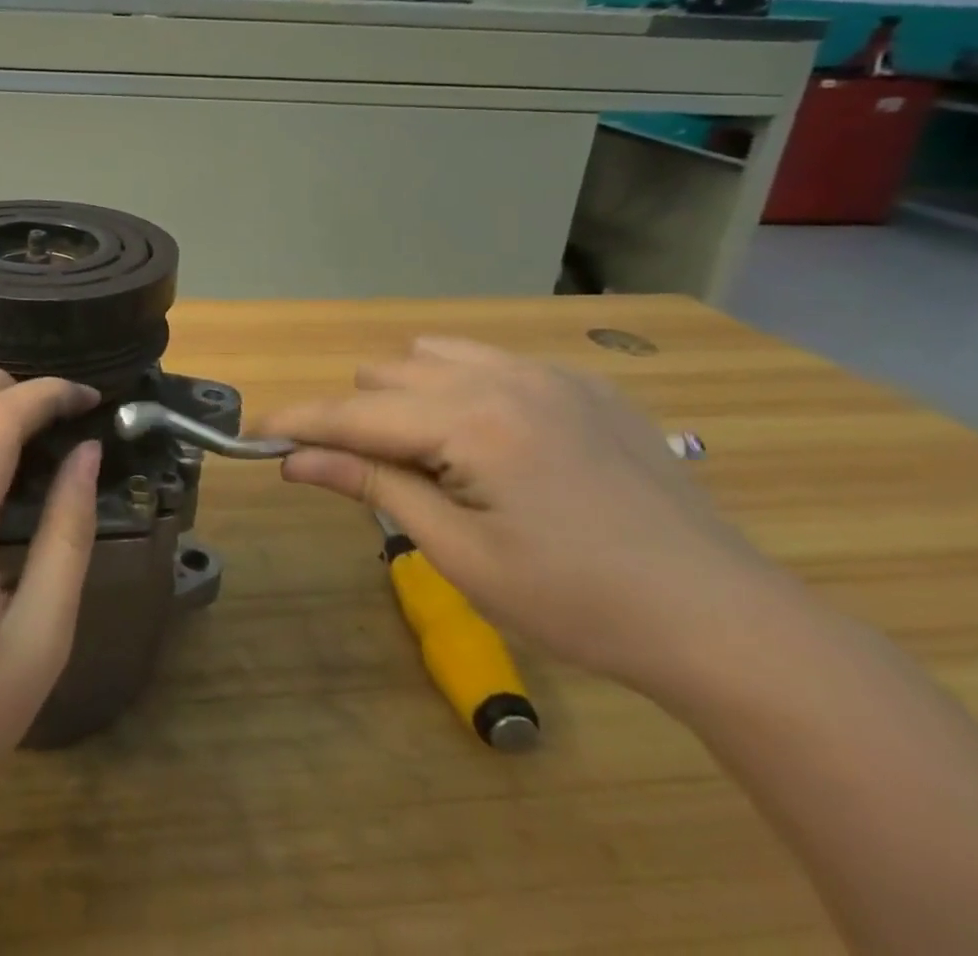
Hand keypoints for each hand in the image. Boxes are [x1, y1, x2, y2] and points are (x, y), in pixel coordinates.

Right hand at [262, 338, 786, 693]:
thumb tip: (295, 460)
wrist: (724, 621)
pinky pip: (490, 362)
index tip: (253, 434)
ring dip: (408, 396)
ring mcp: (549, 373)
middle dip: (361, 419)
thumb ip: (372, 487)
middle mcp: (504, 377)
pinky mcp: (583, 383)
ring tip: (434, 457)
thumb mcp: (460, 554)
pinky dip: (463, 390)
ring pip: (433, 355)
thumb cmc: (578, 602)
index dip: (298, 424)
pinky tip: (494, 444)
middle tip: (376, 479)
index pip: (356, 413)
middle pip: (387, 373)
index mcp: (472, 422)